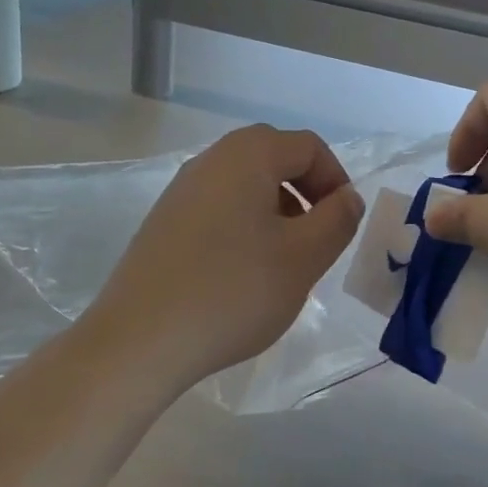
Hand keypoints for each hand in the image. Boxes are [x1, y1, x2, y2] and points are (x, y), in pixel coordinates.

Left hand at [83, 125, 363, 390]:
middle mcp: (210, 160)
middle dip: (306, 195)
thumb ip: (336, 220)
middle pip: (274, 159)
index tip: (342, 225)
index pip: (308, 147)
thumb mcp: (303, 257)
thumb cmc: (233, 291)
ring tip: (282, 263)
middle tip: (316, 242)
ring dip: (276, 213)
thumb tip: (347, 198)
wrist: (140, 340)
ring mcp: (181, 191)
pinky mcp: (164, 223)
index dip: (336, 180)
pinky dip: (244, 228)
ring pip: (245, 186)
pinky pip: (218, 209)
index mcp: (247, 155)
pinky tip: (242, 275)